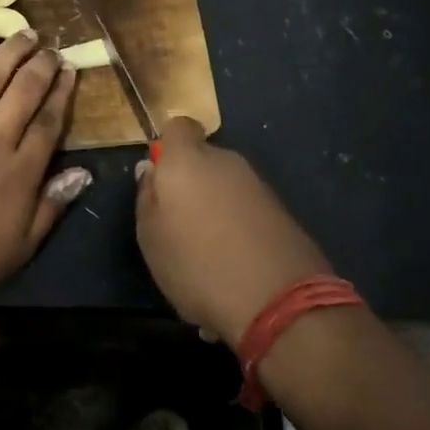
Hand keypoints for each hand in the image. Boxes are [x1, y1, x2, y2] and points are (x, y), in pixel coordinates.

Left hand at [0, 30, 89, 308]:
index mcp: (18, 173)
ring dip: (10, 51)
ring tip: (26, 33)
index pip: (48, 121)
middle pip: (23, 91)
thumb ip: (52, 206)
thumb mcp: (20, 247)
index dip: (62, 93)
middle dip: (42, 65)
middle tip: (53, 48)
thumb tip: (83, 172)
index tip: (70, 72)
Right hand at [134, 118, 332, 349]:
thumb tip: (150, 169)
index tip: (160, 176)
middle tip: (178, 225)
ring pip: (225, 188)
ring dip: (214, 210)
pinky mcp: (282, 212)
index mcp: (188, 160)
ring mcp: (258, 186)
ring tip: (206, 255)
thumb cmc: (198, 265)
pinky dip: (237, 229)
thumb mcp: (151, 237)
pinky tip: (233, 267)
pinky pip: (246, 211)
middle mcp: (226, 162)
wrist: (280, 302)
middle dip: (190, 183)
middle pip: (202, 160)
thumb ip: (147, 196)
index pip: (178, 127)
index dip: (168, 146)